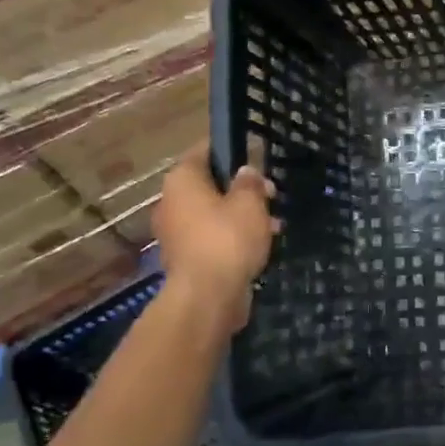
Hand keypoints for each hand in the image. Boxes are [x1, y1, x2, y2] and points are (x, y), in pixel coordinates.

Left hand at [153, 144, 277, 335]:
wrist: (207, 296)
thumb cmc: (228, 238)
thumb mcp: (250, 202)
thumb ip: (250, 182)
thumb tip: (245, 171)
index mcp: (182, 180)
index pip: (204, 150)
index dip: (231, 149)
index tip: (256, 154)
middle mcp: (171, 202)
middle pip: (209, 184)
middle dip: (241, 188)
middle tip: (271, 194)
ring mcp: (175, 232)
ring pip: (213, 212)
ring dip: (241, 215)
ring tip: (273, 223)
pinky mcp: (185, 258)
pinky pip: (212, 237)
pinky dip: (232, 237)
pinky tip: (259, 244)